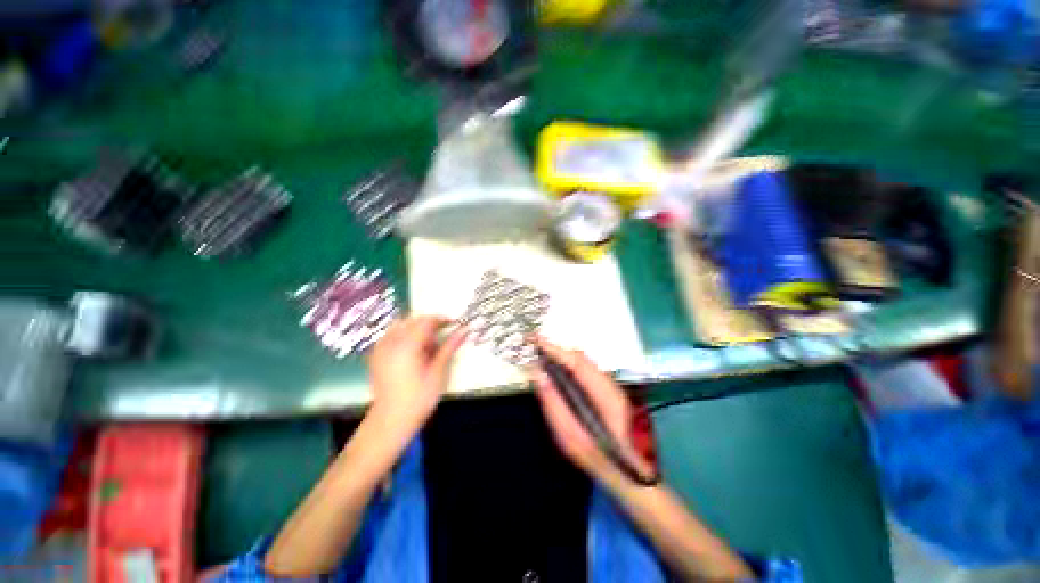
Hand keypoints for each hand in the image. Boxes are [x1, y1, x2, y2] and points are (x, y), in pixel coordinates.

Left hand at [368, 316, 466, 434]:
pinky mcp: (376, 355)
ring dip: (416, 328)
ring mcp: (381, 348)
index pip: (426, 321)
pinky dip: (404, 335)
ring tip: (427, 346)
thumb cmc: (419, 398)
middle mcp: (391, 342)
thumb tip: (464, 330)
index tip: (455, 324)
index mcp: (407, 345)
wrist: (390, 421)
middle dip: (429, 324)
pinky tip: (413, 351)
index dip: (442, 320)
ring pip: (401, 325)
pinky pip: (391, 334)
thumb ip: (449, 347)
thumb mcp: (438, 372)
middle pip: (413, 320)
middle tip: (442, 338)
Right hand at [531, 339, 652, 487]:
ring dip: (562, 358)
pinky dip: (569, 366)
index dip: (554, 348)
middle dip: (557, 351)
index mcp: (603, 393)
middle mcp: (609, 383)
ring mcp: (610, 386)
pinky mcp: (606, 390)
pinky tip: (558, 373)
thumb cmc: (595, 457)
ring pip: (583, 362)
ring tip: (542, 358)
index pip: (575, 361)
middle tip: (534, 349)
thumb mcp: (568, 434)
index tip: (534, 339)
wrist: (625, 472)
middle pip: (580, 358)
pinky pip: (584, 370)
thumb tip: (538, 373)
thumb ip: (553, 403)